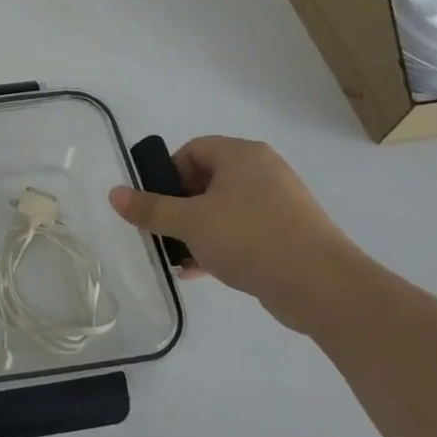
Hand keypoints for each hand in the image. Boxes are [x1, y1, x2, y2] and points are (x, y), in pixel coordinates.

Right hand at [108, 136, 361, 335]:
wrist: (323, 286)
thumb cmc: (250, 238)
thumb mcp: (189, 222)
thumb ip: (150, 208)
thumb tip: (114, 194)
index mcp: (242, 155)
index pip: (192, 150)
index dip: (167, 175)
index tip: (156, 205)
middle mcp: (263, 172)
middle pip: (205, 181)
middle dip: (179, 208)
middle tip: (162, 232)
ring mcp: (279, 205)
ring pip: (223, 210)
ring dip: (196, 232)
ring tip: (177, 257)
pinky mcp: (288, 236)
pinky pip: (242, 232)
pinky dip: (219, 246)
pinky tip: (199, 271)